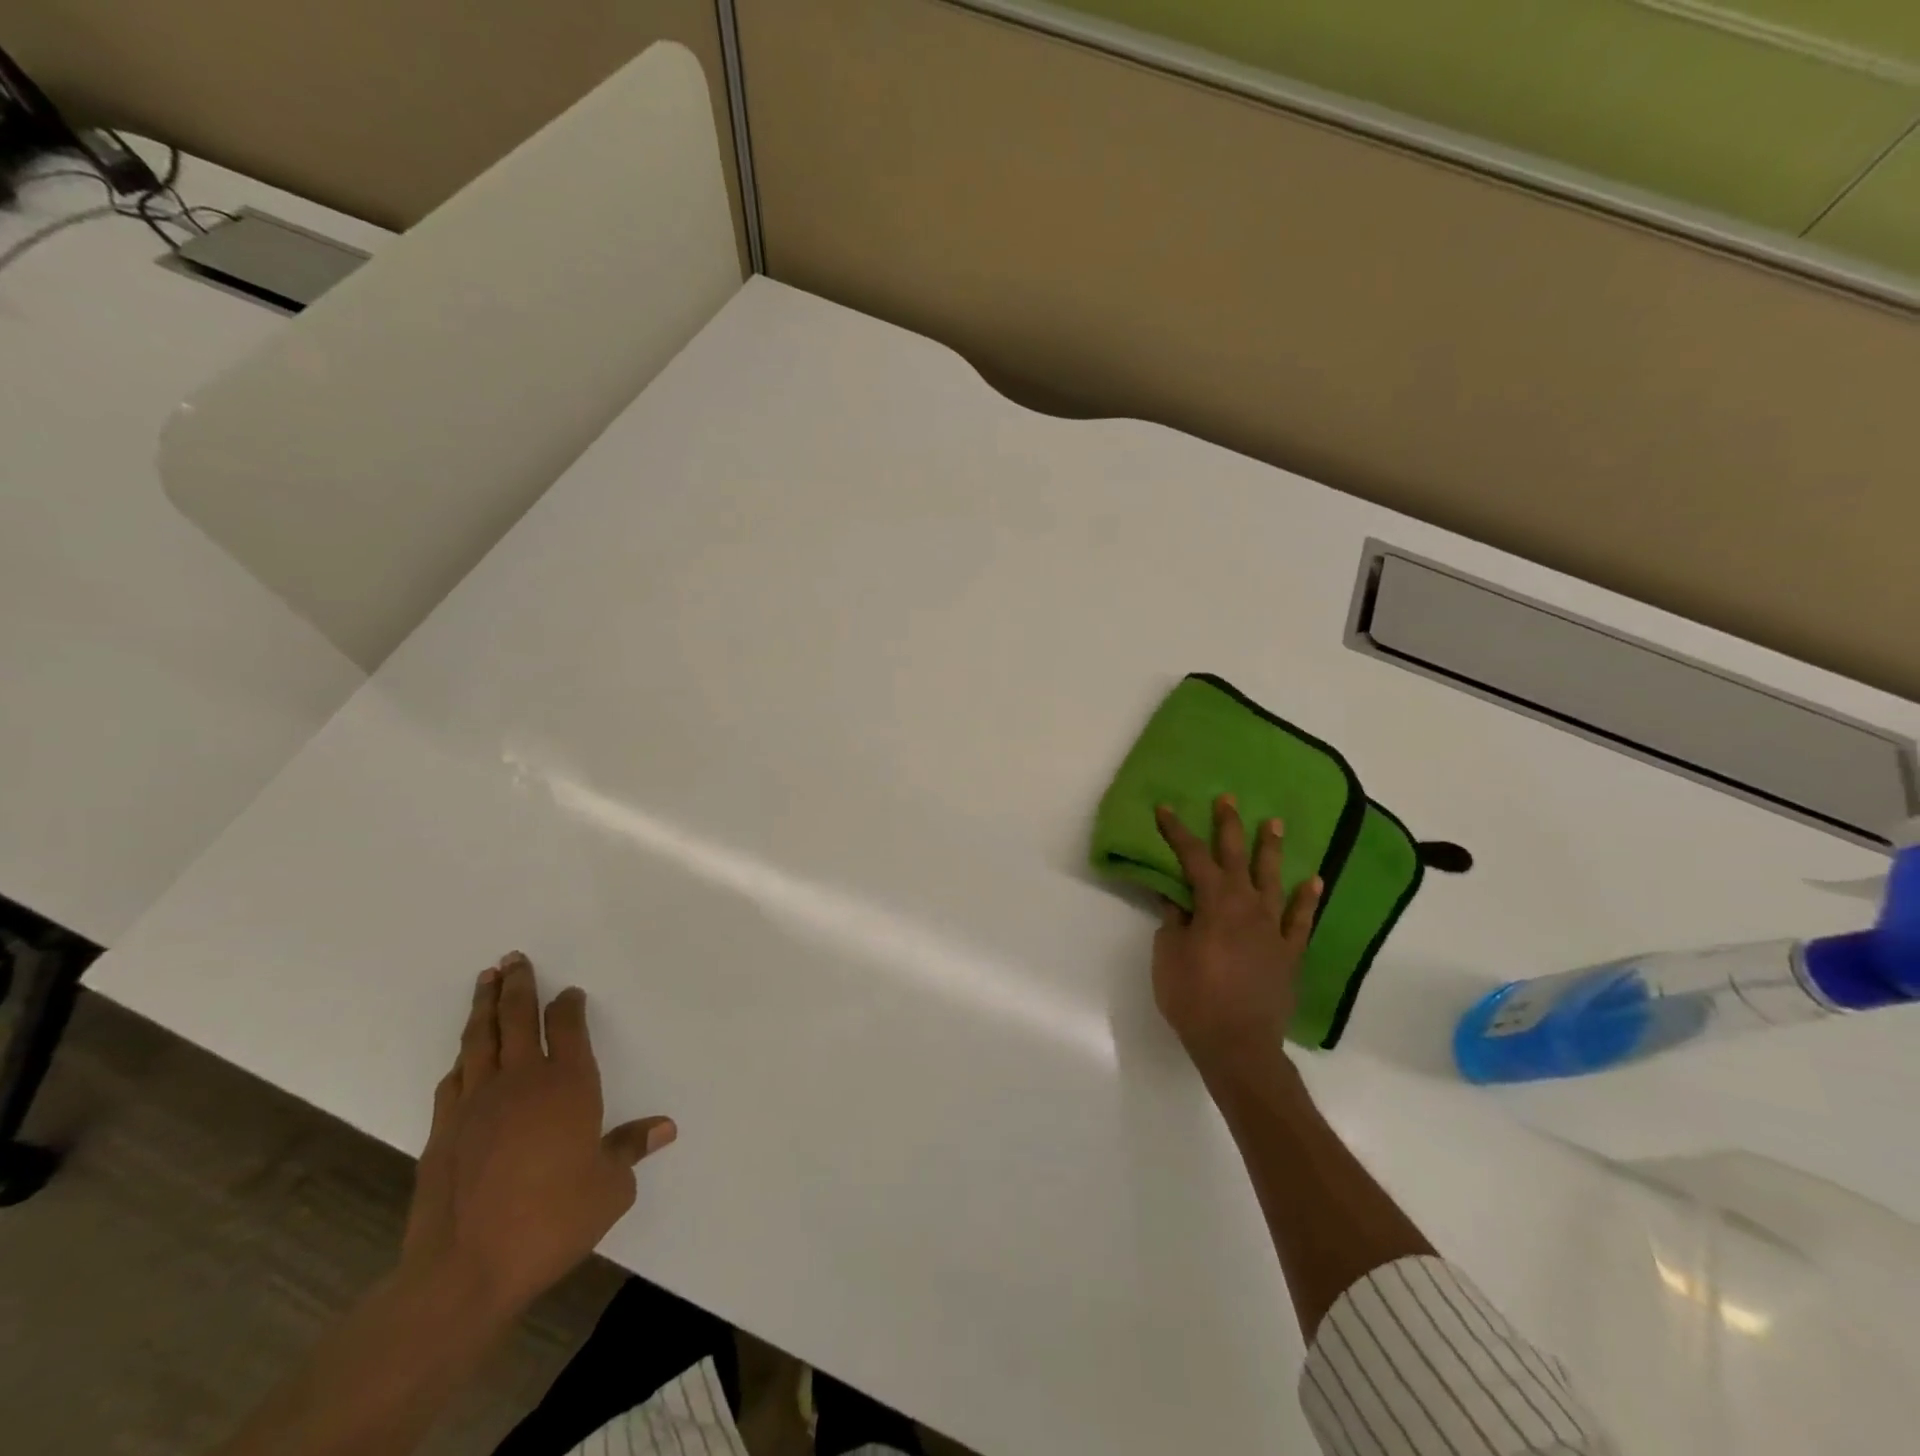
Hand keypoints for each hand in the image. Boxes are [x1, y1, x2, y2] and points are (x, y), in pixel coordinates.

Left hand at [402, 952, 675, 1315]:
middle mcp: (521, 1081)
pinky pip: (454, 1079)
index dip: (568, 1005)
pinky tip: (463, 1056)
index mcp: (568, 1085)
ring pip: (479, 1039)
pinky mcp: (442, 1131)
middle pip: (516, 1018)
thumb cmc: (551, 1221)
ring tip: (486, 980)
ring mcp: (475, 1103)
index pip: (568, 1027)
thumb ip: (631, 1149)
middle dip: (517, 984)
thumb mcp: (610, 1188)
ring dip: (483, 1007)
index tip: (568, 993)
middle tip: (513, 958)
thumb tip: (664, 1127)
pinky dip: (462, 1059)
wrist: (463, 1271)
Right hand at [1152, 795, 1321, 1076]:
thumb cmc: (1194, 997)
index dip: (1177, 832)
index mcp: (1214, 904)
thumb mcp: (1168, 955)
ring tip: (1274, 824)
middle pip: (1236, 858)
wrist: (1238, 1045)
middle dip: (1229, 827)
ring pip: (1273, 880)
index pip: (1193, 858)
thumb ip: (1173, 921)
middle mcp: (1247, 906)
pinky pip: (1302, 920)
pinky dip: (1307, 899)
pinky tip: (1314, 881)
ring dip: (1271, 851)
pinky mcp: (1290, 952)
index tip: (1165, 809)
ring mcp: (1273, 929)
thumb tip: (1175, 897)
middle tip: (1229, 799)